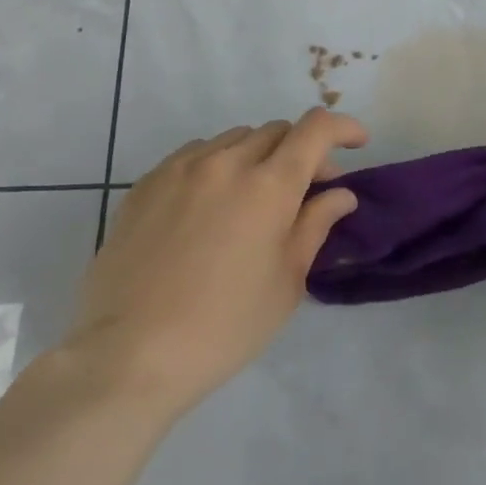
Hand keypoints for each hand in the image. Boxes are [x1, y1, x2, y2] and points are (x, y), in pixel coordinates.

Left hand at [62, 108, 367, 418]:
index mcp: (269, 185)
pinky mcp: (146, 184)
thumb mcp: (287, 282)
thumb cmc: (224, 326)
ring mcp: (181, 169)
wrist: (128, 356)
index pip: (316, 129)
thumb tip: (340, 194)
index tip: (357, 144)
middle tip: (307, 192)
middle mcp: (226, 163)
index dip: (343, 128)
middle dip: (302, 152)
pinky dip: (218, 165)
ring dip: (259, 157)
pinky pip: (195, 155)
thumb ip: (316, 225)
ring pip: (235, 139)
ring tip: (254, 199)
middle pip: (277, 131)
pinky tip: (210, 204)